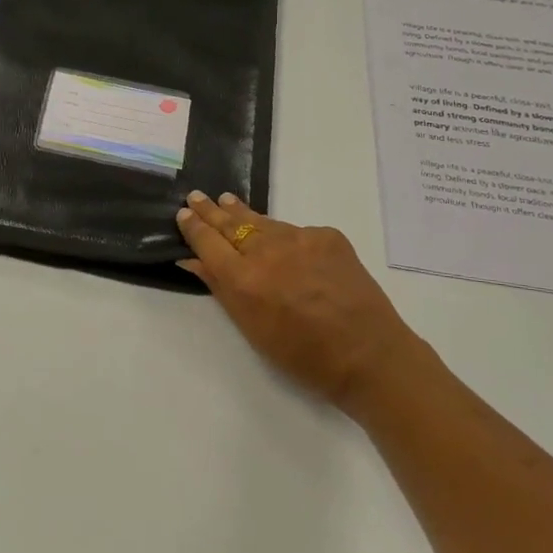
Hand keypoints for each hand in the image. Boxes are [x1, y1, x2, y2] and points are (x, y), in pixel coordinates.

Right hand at [176, 192, 414, 412]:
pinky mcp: (328, 236)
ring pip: (263, 222)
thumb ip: (221, 288)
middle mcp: (268, 251)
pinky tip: (282, 242)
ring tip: (228, 201)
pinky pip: (296, 232)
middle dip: (211, 210)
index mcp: (244, 279)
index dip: (194, 227)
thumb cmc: (303, 355)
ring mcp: (300, 238)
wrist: (369, 354)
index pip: (208, 242)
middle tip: (196, 196)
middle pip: (231, 224)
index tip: (183, 213)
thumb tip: (193, 260)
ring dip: (243, 213)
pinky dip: (284, 236)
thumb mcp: (252, 328)